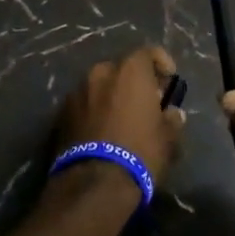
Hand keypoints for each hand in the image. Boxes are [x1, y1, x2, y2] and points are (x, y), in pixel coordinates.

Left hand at [55, 45, 185, 183]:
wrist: (94, 182)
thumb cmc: (140, 152)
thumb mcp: (167, 138)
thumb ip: (172, 120)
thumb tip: (173, 113)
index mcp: (130, 71)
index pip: (149, 52)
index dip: (161, 63)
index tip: (169, 79)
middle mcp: (101, 72)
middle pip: (122, 69)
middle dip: (134, 82)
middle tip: (145, 102)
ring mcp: (78, 91)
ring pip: (100, 86)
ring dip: (111, 95)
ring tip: (121, 119)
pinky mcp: (61, 112)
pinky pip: (84, 103)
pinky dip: (94, 110)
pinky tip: (101, 131)